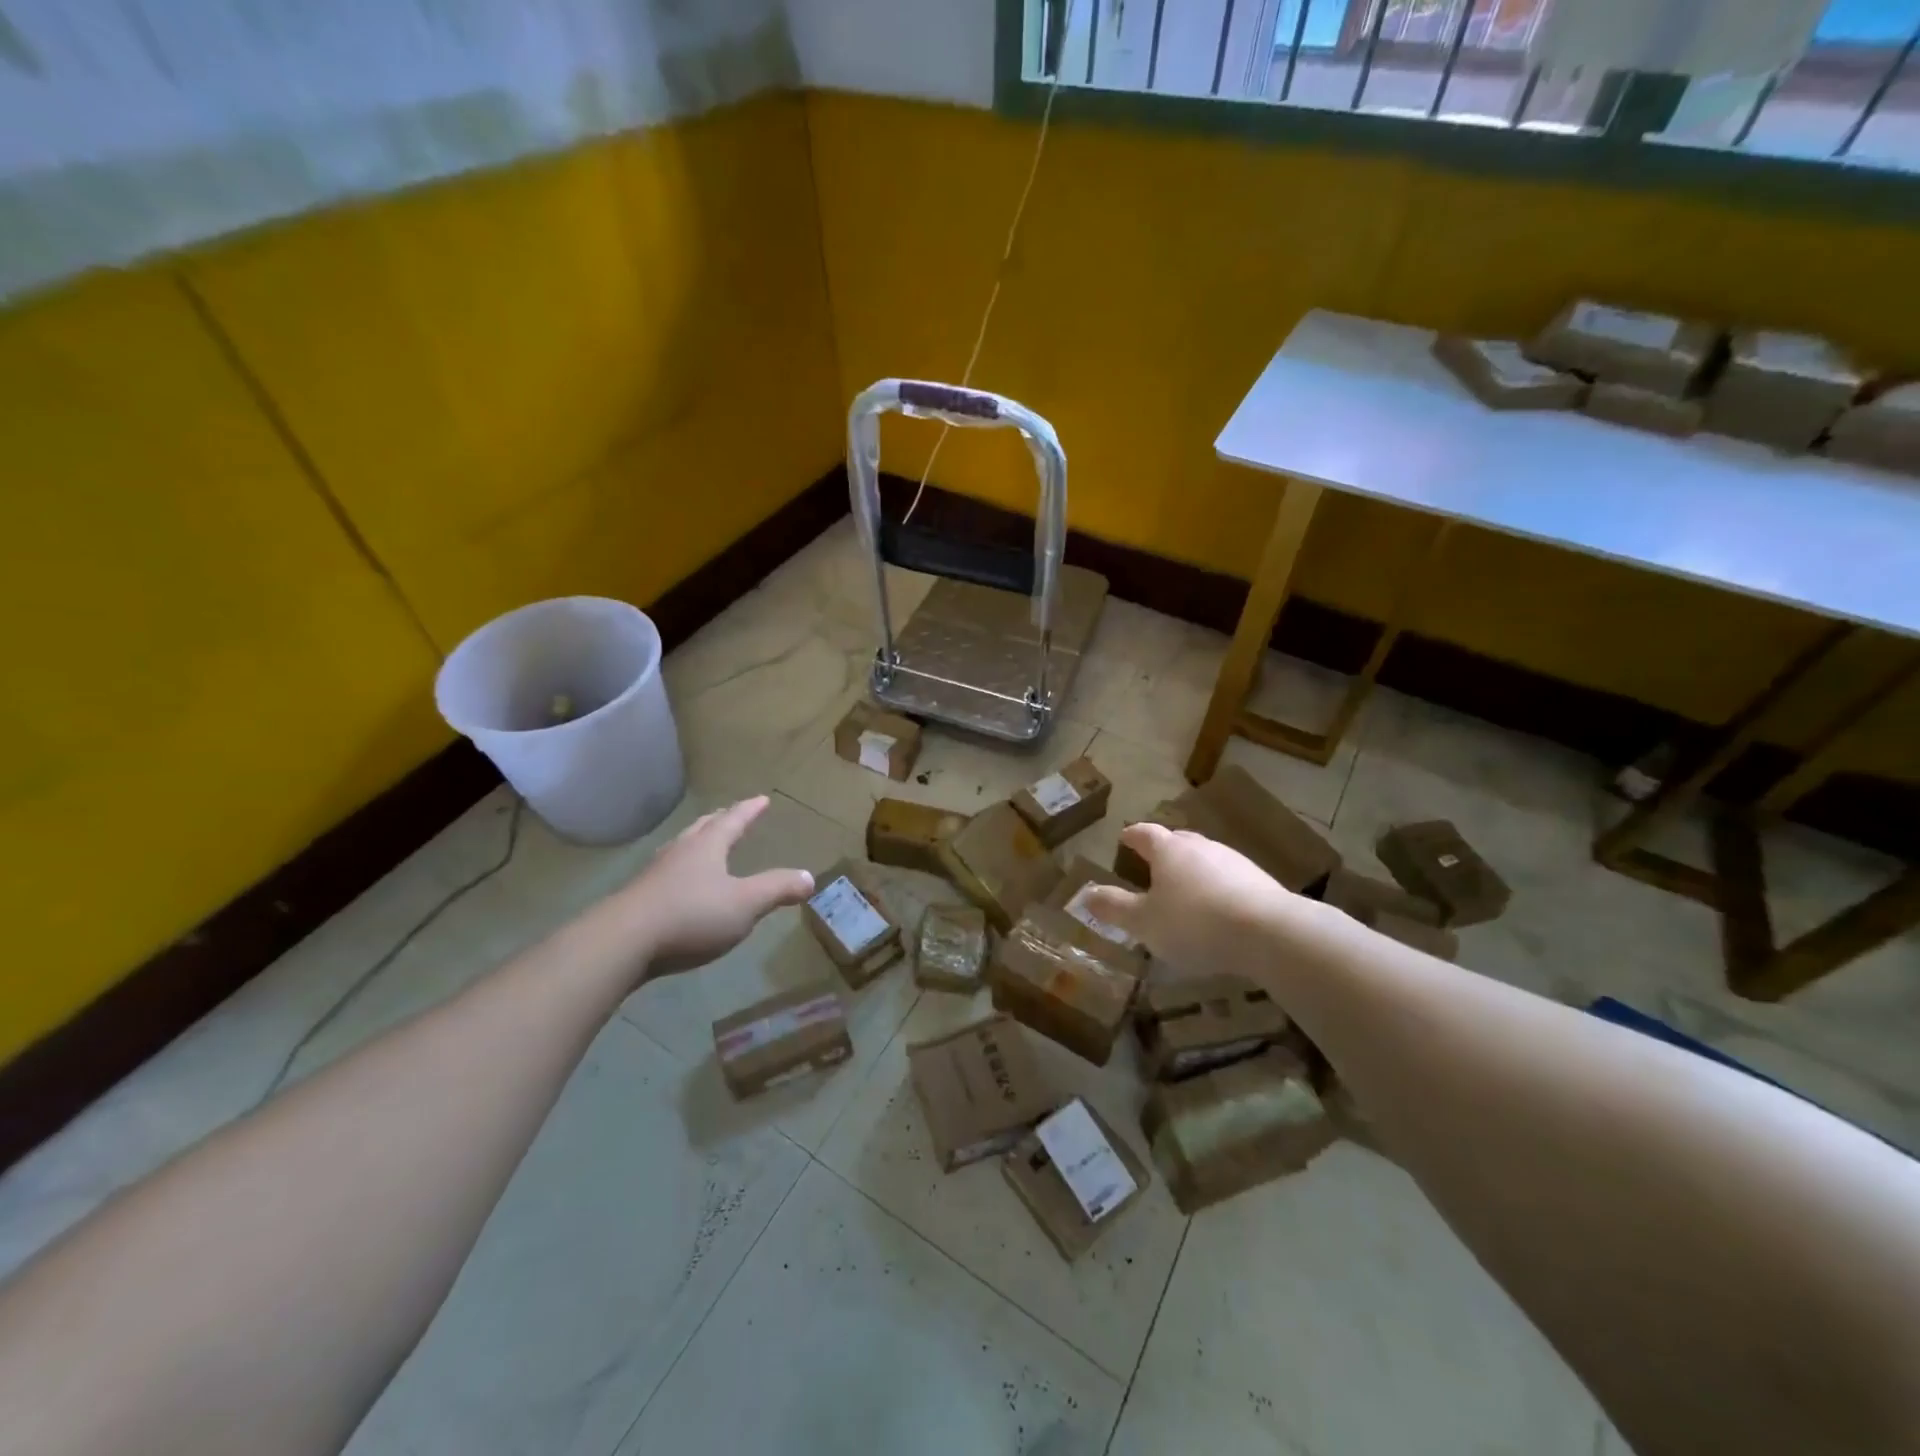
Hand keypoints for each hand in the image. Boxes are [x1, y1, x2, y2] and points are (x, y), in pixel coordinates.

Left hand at [614, 797, 814, 978]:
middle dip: (720, 820)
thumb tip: (810, 877)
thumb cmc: (691, 916)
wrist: (621, 943)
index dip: (750, 810)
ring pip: (681, 848)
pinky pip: (666, 872)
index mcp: (707, 846)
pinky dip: (681, 868)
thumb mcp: (745, 904)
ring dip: (697, 842)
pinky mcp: (638, 898)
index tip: (761, 799)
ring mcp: (655, 873)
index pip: (733, 820)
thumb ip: (778, 889)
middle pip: (703, 828)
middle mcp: (680, 851)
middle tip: (730, 814)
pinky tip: (679, 884)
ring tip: (705, 843)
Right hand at [1080, 822, 1299, 977]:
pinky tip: (1218, 909)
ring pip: (1206, 859)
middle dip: (1164, 849)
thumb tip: (1085, 894)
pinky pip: (1229, 879)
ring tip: (1185, 889)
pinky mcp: (1260, 882)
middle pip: (1178, 841)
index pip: (1144, 834)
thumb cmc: (1194, 923)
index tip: (1124, 838)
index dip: (1132, 836)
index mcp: (1168, 850)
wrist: (1270, 933)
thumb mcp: (1144, 922)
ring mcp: (1234, 862)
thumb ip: (1114, 907)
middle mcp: (1200, 847)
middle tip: (1153, 862)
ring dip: (1193, 870)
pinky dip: (1217, 889)